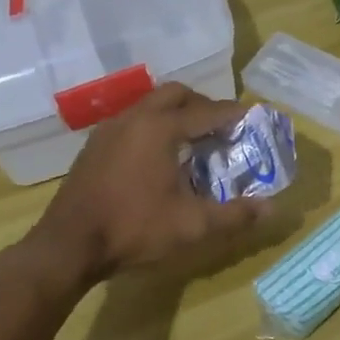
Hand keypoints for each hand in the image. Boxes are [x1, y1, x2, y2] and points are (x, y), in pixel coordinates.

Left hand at [36, 84, 271, 280]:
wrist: (68, 245)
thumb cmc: (133, 228)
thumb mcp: (191, 225)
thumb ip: (234, 214)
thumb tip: (271, 209)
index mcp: (161, 128)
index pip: (207, 111)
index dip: (233, 114)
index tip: (252, 117)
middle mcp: (135, 118)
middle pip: (176, 94)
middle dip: (202, 104)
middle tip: (221, 126)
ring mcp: (110, 129)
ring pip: (150, 104)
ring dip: (175, 113)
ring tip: (193, 139)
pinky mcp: (95, 145)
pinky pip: (133, 120)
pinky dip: (154, 125)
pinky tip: (158, 155)